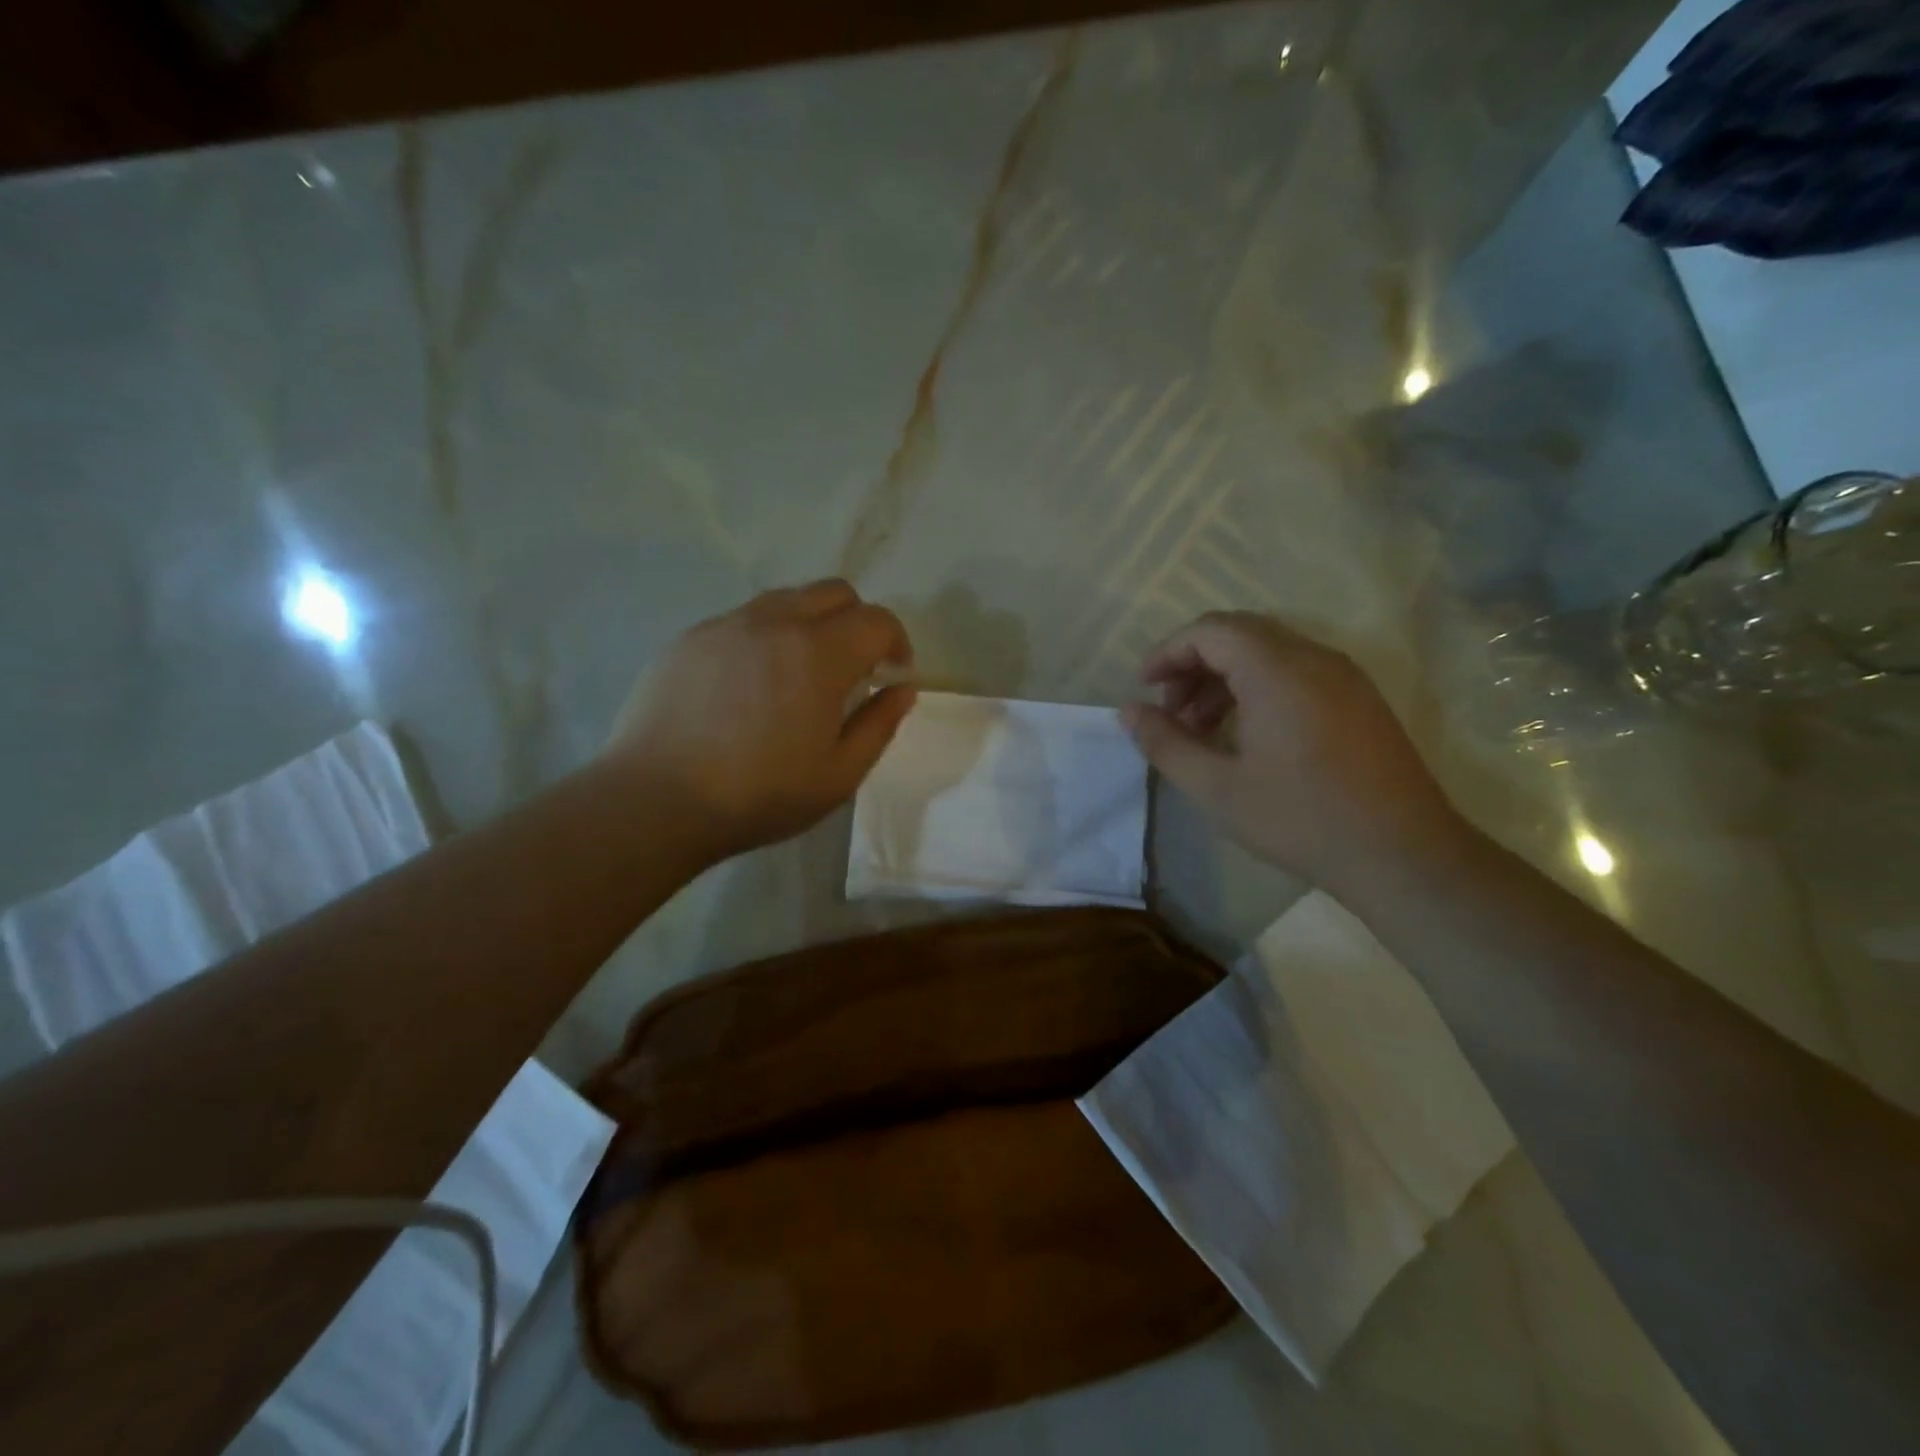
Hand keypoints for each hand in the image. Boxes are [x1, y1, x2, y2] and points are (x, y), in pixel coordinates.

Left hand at [606, 581, 914, 863]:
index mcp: (819, 654)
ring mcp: (726, 626)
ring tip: (802, 670)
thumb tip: (903, 689)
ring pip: (786, 599)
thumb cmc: (759, 794)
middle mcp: (774, 623)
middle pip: (834, 592)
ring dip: (811, 623)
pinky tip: (751, 682)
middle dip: (858, 621)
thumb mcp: (838, 775)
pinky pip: (743, 619)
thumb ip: (879, 725)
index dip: (897, 641)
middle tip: (854, 666)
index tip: (894, 672)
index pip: (876, 620)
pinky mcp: (690, 638)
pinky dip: (766, 636)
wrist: (655, 800)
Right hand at [1121, 612, 1466, 897]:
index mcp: (1277, 670)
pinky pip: (1297, 672)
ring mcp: (1344, 676)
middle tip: (1170, 710)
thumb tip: (1128, 711)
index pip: (1210, 631)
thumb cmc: (1301, 819)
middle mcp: (1314, 658)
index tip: (1144, 688)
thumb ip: (1165, 743)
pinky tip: (1246, 735)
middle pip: (1240, 634)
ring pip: (1269, 652)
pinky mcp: (1360, 699)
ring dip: (1225, 677)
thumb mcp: (1217, 788)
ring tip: (1201, 728)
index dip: (1168, 652)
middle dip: (1194, 664)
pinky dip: (1258, 687)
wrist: (1403, 855)